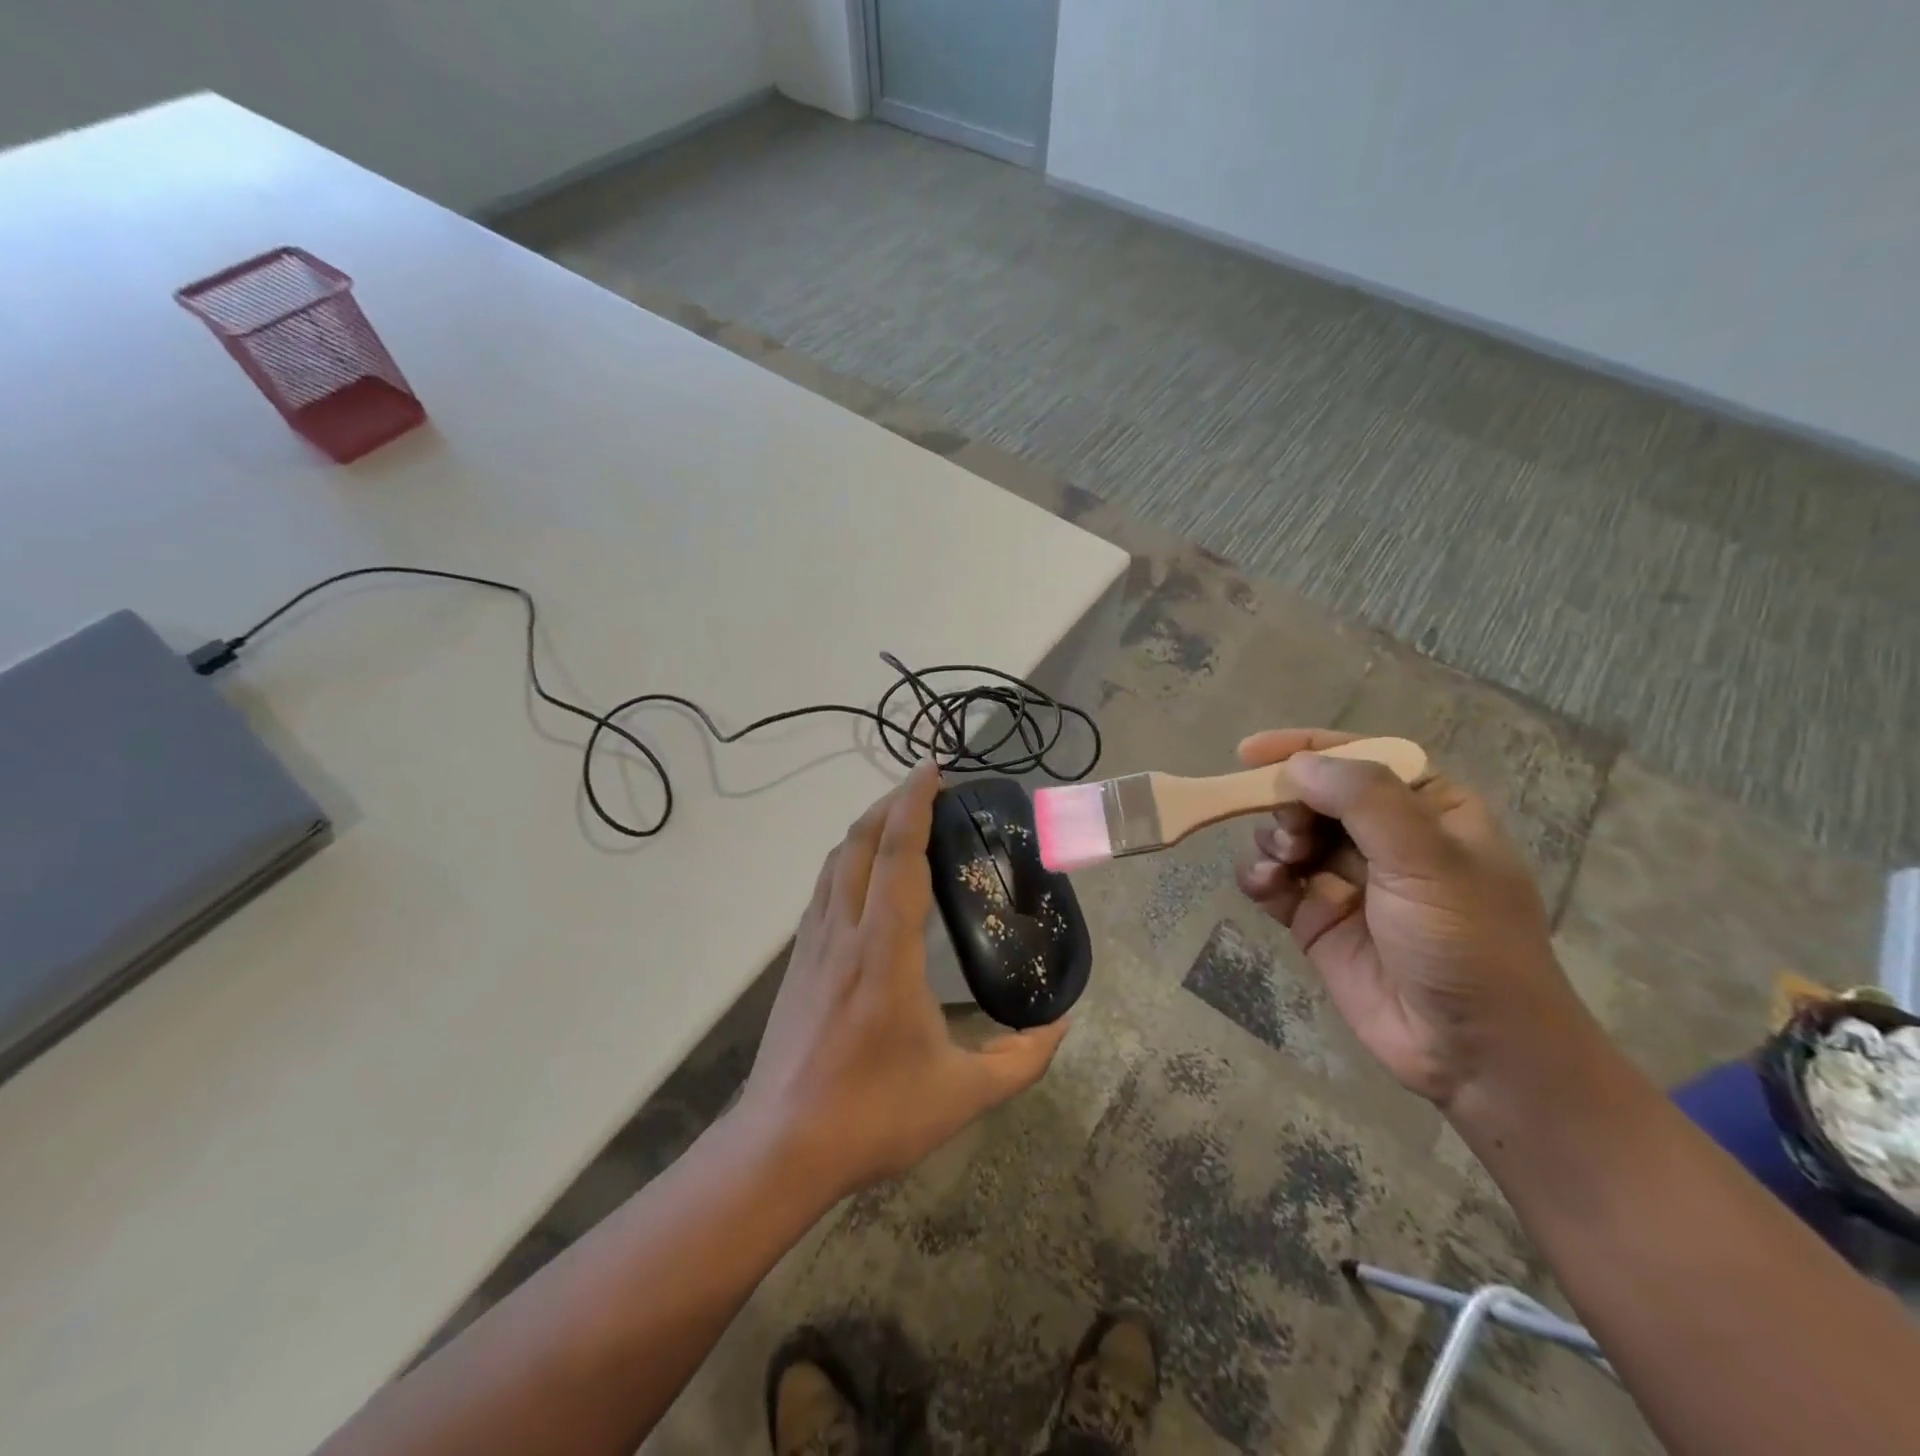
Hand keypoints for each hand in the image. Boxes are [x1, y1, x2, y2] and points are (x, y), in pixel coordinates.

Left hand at [738, 761, 1070, 1200]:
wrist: (780, 1147)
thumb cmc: (872, 1115)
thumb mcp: (962, 1094)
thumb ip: (1022, 1059)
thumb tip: (1063, 1025)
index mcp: (884, 950)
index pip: (899, 855)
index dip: (915, 805)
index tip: (933, 770)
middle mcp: (844, 931)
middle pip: (861, 842)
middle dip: (892, 803)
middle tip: (928, 789)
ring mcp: (813, 944)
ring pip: (836, 862)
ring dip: (868, 829)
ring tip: (902, 822)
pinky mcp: (797, 962)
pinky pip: (824, 889)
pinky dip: (849, 861)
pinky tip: (867, 877)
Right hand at [1233, 729, 1585, 1106]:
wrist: (1474, 1052)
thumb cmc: (1468, 944)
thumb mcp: (1429, 860)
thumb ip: (1364, 801)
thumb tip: (1297, 765)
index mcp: (1428, 809)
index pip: (1360, 757)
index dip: (1304, 747)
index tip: (1248, 752)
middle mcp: (1385, 837)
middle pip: (1314, 794)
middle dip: (1288, 804)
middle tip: (1290, 832)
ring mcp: (1347, 878)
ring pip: (1287, 834)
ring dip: (1272, 840)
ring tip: (1283, 865)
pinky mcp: (1318, 918)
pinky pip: (1274, 880)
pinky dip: (1260, 876)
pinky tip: (1265, 886)